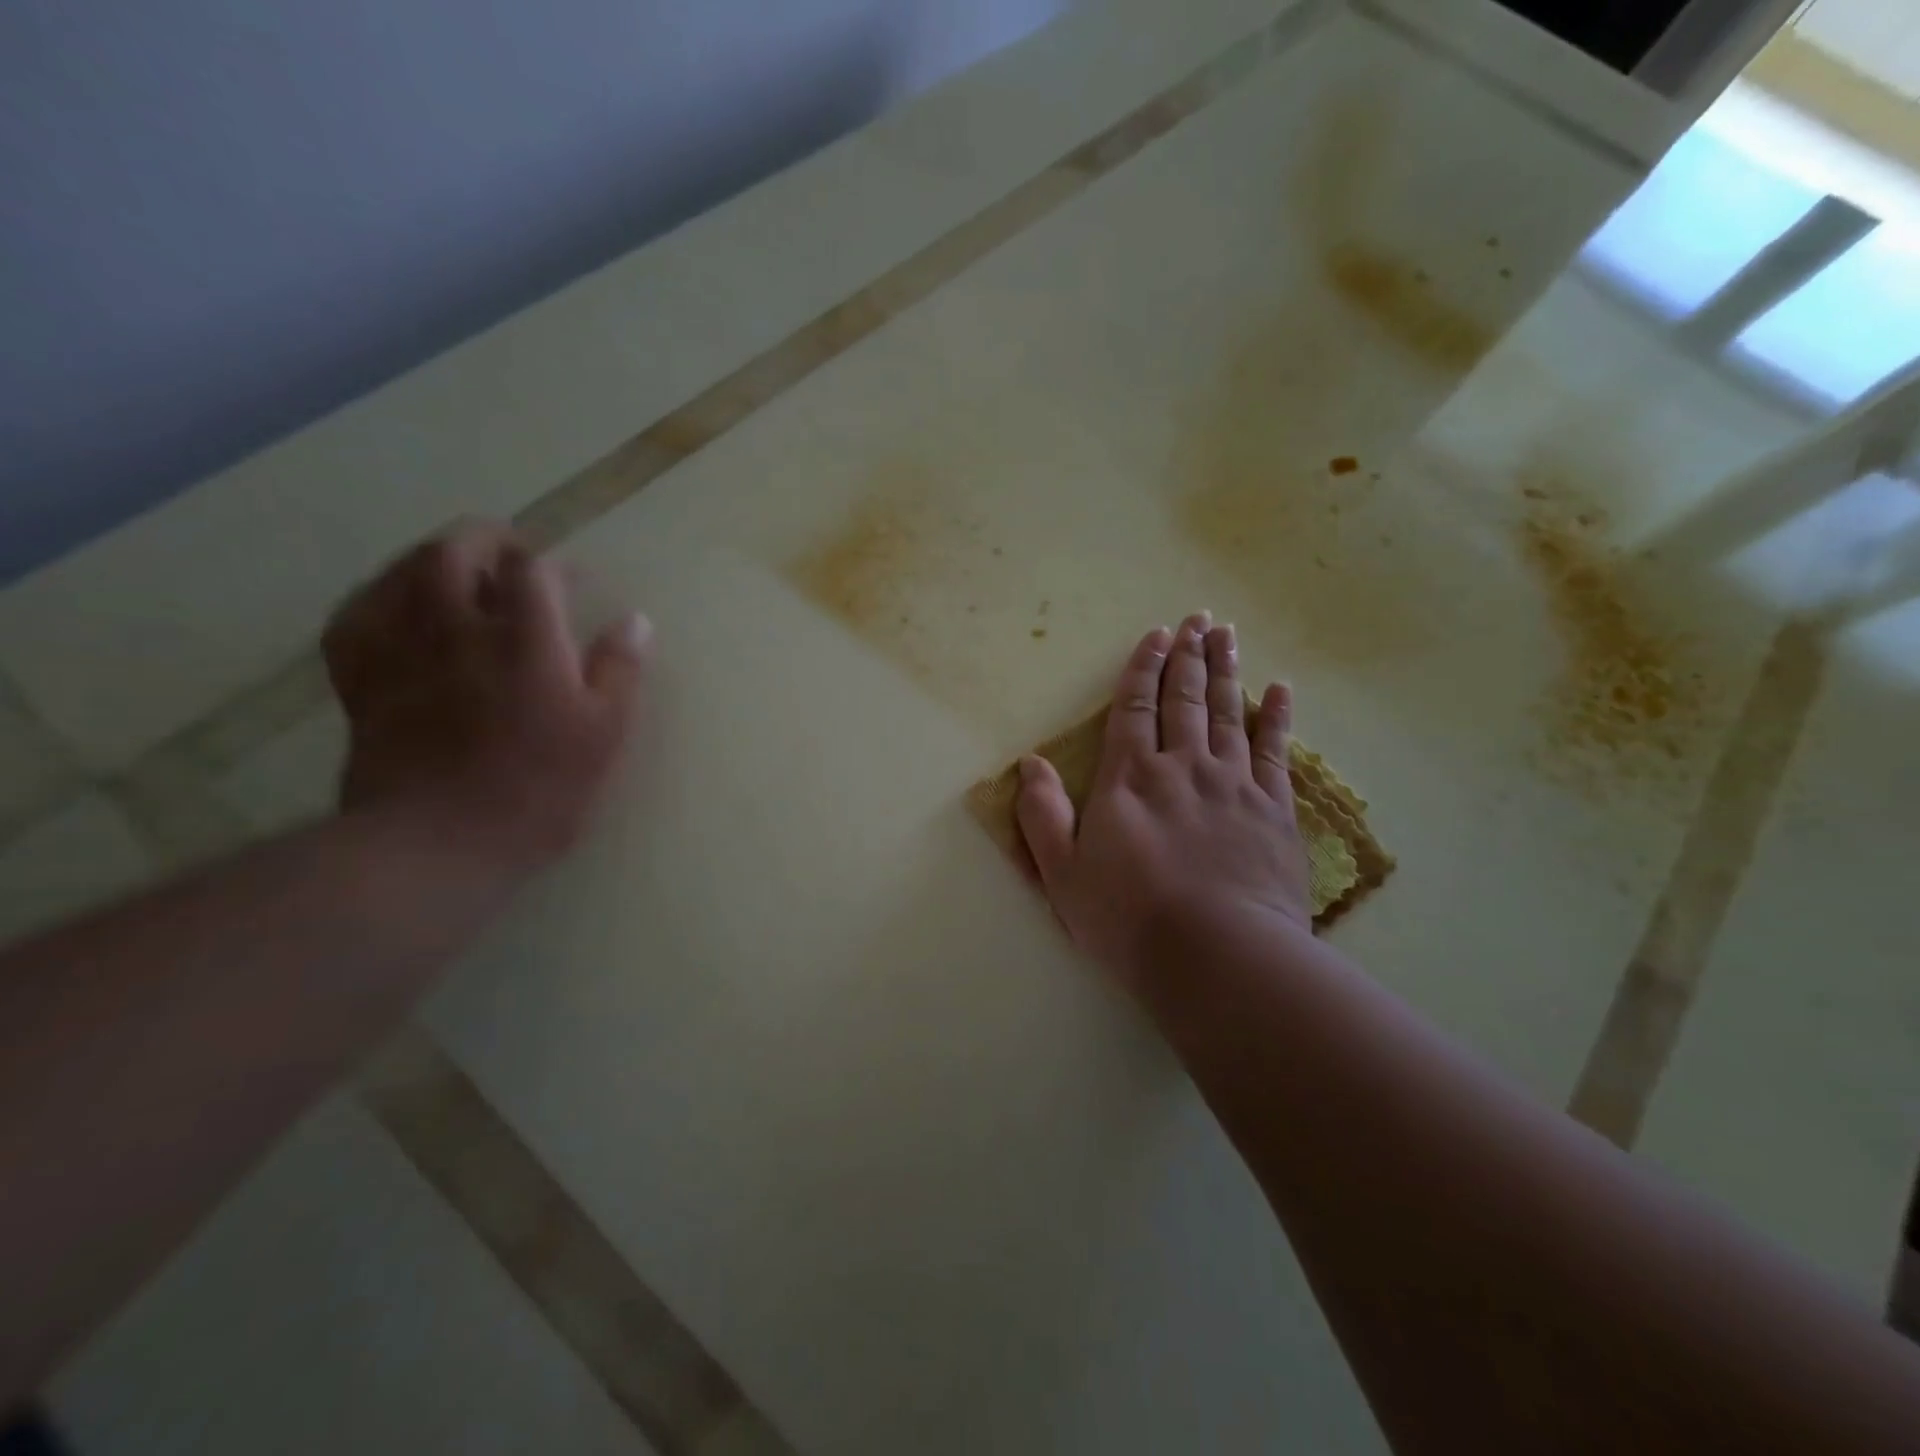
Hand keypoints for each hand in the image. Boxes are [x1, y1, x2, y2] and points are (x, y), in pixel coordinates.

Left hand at [323, 520, 650, 871]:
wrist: (437, 843)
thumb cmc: (537, 789)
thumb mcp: (604, 734)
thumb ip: (620, 670)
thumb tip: (635, 620)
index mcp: (524, 639)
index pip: (534, 571)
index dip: (554, 566)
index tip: (572, 581)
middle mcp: (456, 628)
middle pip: (455, 552)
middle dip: (485, 540)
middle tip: (510, 554)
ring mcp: (400, 650)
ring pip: (401, 573)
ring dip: (432, 560)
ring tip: (457, 573)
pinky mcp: (361, 680)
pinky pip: (355, 615)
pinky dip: (378, 597)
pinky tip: (395, 607)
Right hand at [1015, 613, 1312, 1002]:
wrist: (1219, 957)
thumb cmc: (1129, 919)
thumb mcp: (1062, 874)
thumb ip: (1042, 814)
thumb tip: (1030, 763)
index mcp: (1131, 778)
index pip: (1135, 707)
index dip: (1144, 667)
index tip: (1156, 634)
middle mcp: (1183, 766)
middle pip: (1186, 698)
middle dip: (1189, 655)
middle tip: (1198, 619)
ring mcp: (1234, 784)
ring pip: (1230, 712)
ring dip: (1227, 670)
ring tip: (1227, 635)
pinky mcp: (1274, 810)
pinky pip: (1276, 751)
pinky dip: (1278, 716)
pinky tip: (1281, 690)